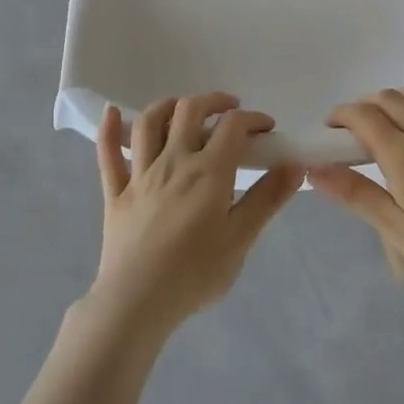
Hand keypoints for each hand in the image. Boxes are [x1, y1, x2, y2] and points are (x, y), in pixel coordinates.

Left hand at [88, 92, 303, 337]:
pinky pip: (108, 154)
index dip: (253, 119)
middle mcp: (173, 161)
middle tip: (230, 110)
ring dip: (168, 105)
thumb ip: (268, 198)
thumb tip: (295, 164)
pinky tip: (112, 113)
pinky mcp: (115, 193)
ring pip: (149, 123)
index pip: (233, 126)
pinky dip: (109, 130)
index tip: (267, 130)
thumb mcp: (241, 239)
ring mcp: (140, 174)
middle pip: (189, 111)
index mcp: (208, 171)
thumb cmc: (195, 273)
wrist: (136, 302)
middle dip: (214, 101)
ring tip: (183, 109)